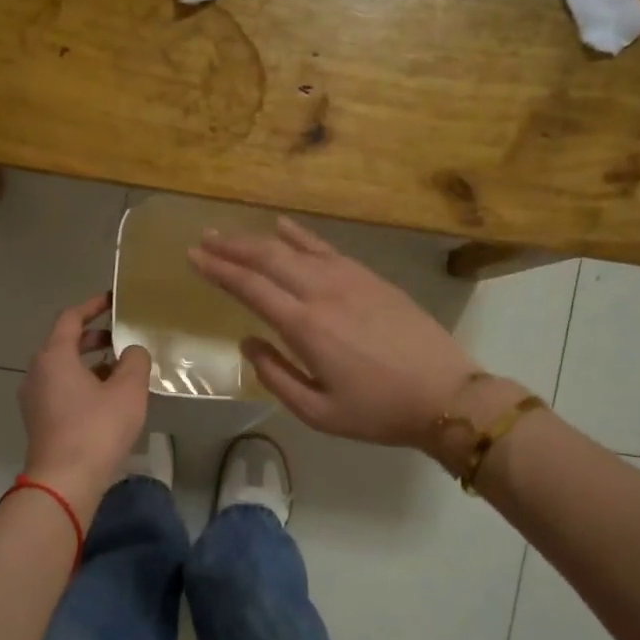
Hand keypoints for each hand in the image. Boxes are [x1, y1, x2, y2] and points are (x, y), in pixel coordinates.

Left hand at [18, 293, 150, 516]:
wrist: (65, 480)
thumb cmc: (96, 429)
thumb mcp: (128, 390)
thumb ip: (135, 361)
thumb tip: (132, 352)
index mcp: (54, 356)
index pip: (70, 318)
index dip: (93, 306)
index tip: (113, 301)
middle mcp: (37, 371)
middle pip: (65, 343)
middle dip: (94, 337)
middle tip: (122, 338)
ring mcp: (34, 397)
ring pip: (63, 368)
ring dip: (90, 363)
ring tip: (120, 370)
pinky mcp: (39, 419)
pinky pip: (61, 389)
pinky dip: (82, 383)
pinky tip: (107, 398)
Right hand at [188, 218, 497, 450]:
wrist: (446, 395)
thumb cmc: (378, 411)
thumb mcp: (318, 412)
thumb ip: (276, 376)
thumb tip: (248, 342)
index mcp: (306, 327)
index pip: (251, 288)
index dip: (219, 270)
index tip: (192, 256)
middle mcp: (324, 292)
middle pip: (268, 258)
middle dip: (231, 247)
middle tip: (203, 240)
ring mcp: (351, 280)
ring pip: (295, 248)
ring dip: (259, 239)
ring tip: (231, 235)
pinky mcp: (371, 278)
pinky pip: (327, 248)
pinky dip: (301, 236)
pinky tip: (283, 227)